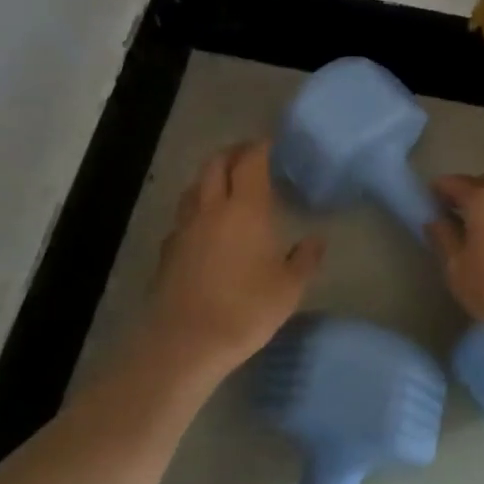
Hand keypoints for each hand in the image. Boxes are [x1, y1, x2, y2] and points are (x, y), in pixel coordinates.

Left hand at [133, 141, 325, 386]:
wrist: (186, 341)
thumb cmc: (246, 309)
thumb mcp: (289, 288)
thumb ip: (305, 259)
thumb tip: (316, 240)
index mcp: (246, 208)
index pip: (251, 161)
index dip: (260, 147)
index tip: (271, 143)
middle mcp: (212, 208)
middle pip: (216, 164)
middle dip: (233, 153)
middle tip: (249, 156)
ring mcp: (185, 227)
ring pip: (195, 186)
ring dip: (211, 177)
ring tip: (226, 185)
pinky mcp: (168, 248)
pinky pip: (183, 215)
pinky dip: (197, 207)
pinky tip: (205, 225)